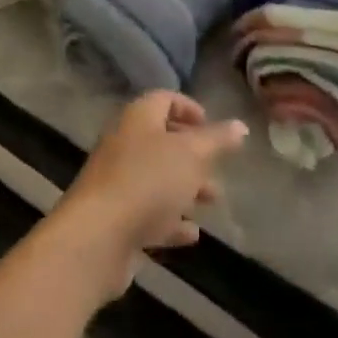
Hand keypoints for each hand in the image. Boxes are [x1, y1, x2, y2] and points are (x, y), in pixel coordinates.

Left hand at [49, 92, 248, 299]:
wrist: (97, 238)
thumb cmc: (147, 181)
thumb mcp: (191, 155)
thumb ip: (217, 140)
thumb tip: (240, 125)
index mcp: (138, 119)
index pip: (164, 100)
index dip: (188, 108)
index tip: (211, 125)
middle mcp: (125, 145)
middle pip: (162, 141)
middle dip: (193, 155)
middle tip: (217, 169)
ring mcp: (118, 183)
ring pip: (157, 179)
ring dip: (185, 189)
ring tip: (213, 202)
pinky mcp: (116, 219)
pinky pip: (148, 214)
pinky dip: (171, 221)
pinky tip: (192, 234)